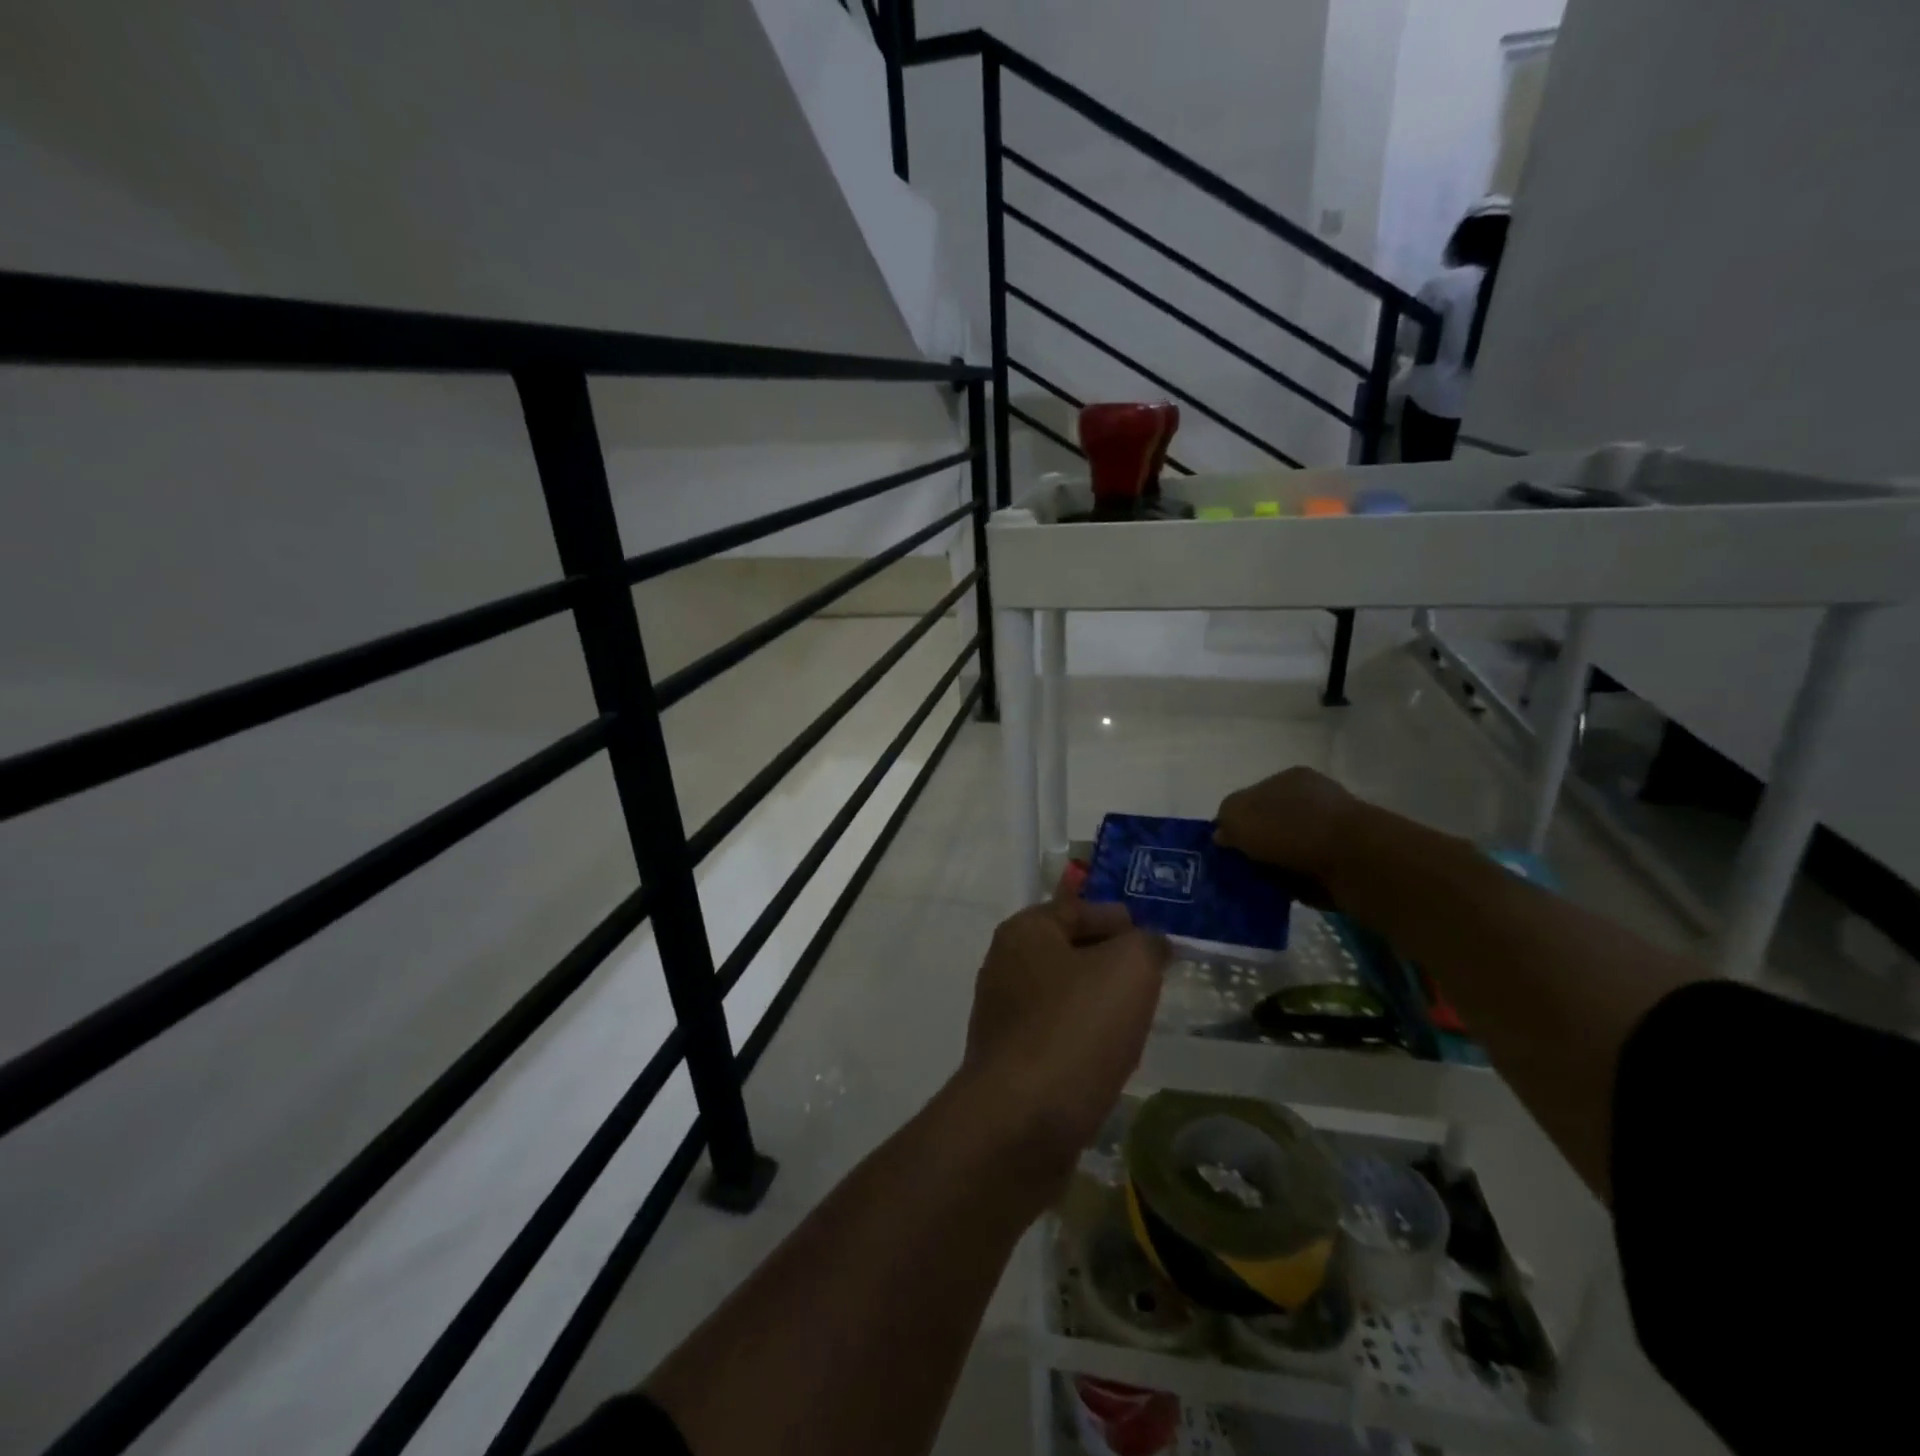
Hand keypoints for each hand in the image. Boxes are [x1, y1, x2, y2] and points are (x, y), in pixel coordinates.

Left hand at [959, 890, 1167, 1184]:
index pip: (1080, 908)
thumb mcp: (1129, 969)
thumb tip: (1149, 944)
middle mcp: (1004, 965)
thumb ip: (1146, 944)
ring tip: (1135, 1022)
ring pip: (1064, 996)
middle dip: (1112, 963)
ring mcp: (1002, 1015)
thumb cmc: (1075, 1029)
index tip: (1158, 946)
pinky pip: (1056, 1035)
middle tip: (1153, 983)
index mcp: (1024, 931)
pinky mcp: (1008, 1060)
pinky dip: (1083, 1040)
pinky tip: (1108, 1059)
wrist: (1020, 1122)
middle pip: (1071, 951)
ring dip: (1099, 1005)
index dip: (1122, 921)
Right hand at [1214, 766, 1356, 906]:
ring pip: (1290, 850)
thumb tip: (1224, 834)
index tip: (1225, 846)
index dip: (1235, 820)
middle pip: (1272, 823)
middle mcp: (1313, 799)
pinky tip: (1280, 894)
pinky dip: (1294, 884)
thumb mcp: (1239, 815)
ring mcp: (1333, 830)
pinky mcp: (1346, 862)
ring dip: (1275, 867)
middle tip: (1237, 868)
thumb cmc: (1291, 828)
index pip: (1253, 796)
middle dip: (1255, 845)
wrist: (1355, 861)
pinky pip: (1308, 874)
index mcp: (1290, 778)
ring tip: (1256, 886)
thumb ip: (1225, 820)